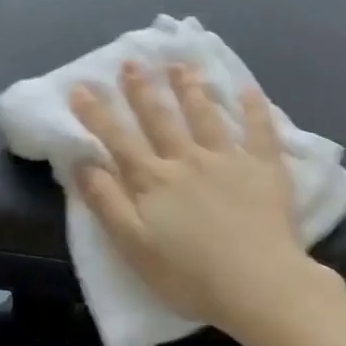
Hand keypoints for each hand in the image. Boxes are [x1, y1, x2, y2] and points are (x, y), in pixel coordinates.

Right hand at [70, 61, 345, 344]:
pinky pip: (259, 131)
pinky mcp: (264, 169)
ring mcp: (228, 159)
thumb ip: (107, 203)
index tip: (81, 86)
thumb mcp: (133, 246)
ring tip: (180, 64)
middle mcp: (187, 160)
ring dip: (190, 88)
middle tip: (131, 61)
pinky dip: (254, 109)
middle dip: (142, 89)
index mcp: (154, 180)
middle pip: (160, 119)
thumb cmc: (190, 275)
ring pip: (205, 115)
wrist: (258, 284)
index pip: (119, 140)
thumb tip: (81, 164)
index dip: (97, 113)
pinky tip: (248, 89)